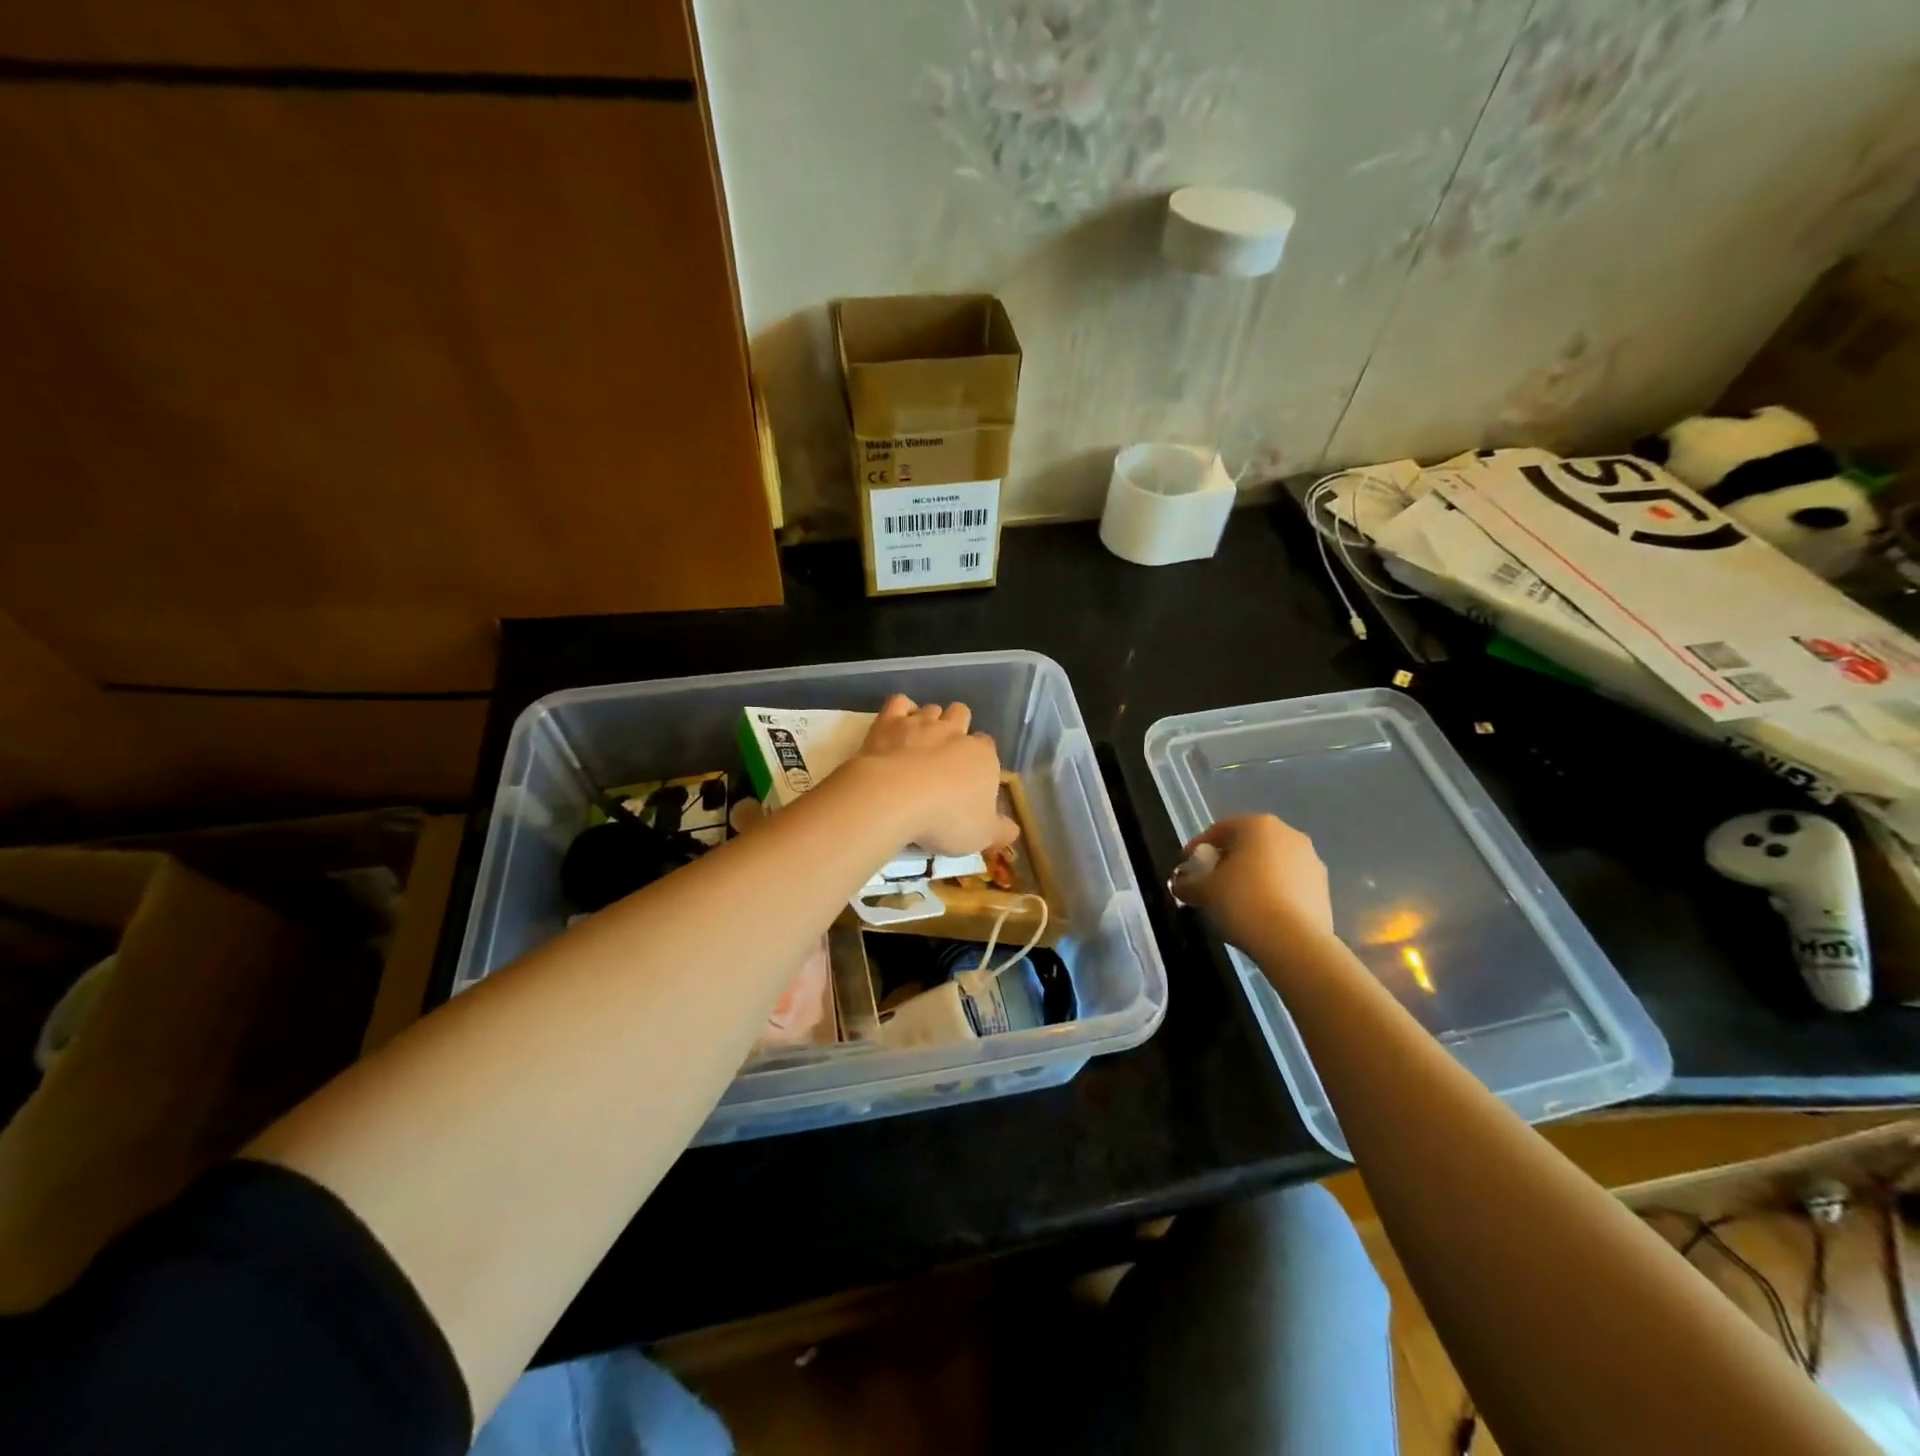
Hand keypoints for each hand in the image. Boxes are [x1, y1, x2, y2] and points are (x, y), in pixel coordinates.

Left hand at [851, 696, 1018, 856]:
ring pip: (932, 708)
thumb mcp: (982, 836)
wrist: (895, 799)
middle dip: (957, 727)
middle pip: (962, 714)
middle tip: (945, 754)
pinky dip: (900, 710)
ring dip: (928, 720)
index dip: (980, 757)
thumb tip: (1013, 831)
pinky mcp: (889, 722)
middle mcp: (954, 732)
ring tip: (919, 743)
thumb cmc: (946, 819)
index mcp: (982, 756)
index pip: (988, 745)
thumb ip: (1000, 831)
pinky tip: (897, 726)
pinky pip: (899, 702)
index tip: (971, 776)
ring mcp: (920, 723)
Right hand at [1172, 814, 1334, 953]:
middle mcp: (1289, 834)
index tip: (1186, 868)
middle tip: (1210, 883)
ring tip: (1236, 902)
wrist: (1294, 942)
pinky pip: (1289, 883)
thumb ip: (1187, 884)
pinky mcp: (1323, 888)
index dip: (1197, 848)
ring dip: (1252, 876)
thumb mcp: (1204, 891)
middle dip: (1227, 861)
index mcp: (1258, 825)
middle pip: (1248, 844)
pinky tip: (1260, 913)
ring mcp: (1311, 861)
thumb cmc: (1242, 902)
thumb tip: (1181, 885)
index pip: (1219, 830)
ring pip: (1271, 863)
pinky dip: (1272, 892)